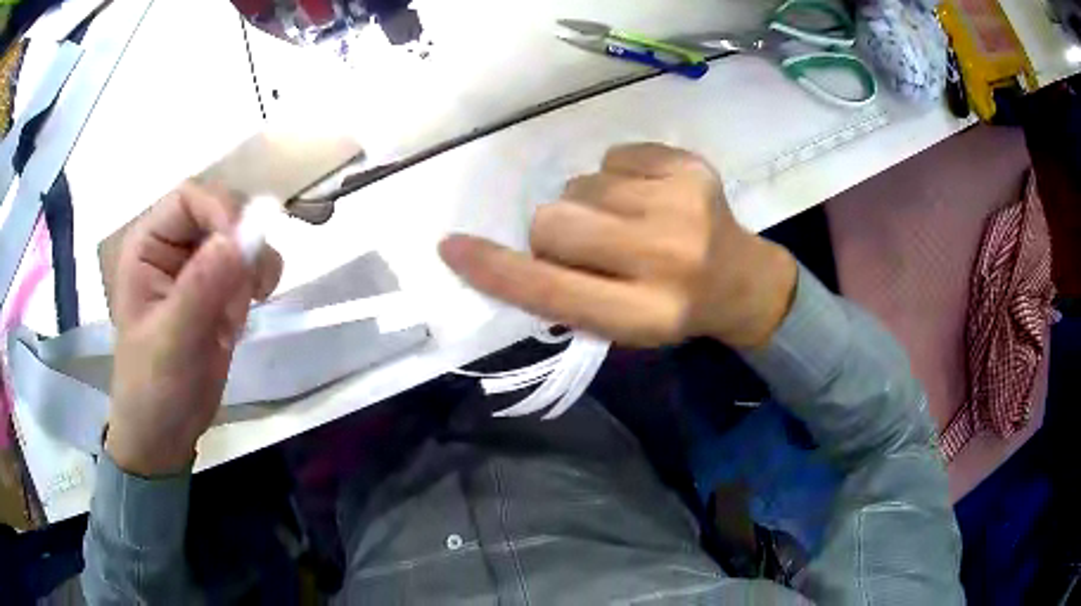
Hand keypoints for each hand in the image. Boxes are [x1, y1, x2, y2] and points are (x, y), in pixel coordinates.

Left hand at [106, 182, 281, 475]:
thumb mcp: (172, 340)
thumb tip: (241, 238)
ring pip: (243, 235)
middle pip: (223, 210)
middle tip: (251, 288)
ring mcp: (198, 266)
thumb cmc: (152, 387)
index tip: (243, 251)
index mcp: (148, 245)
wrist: (165, 432)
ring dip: (255, 264)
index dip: (221, 210)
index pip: (191, 198)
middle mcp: (173, 245)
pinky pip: (252, 263)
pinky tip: (248, 311)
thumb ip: (201, 288)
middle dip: (243, 244)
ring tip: (244, 308)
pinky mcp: (219, 289)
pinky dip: (261, 280)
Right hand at [439, 143, 796, 348]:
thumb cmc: (672, 307)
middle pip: (554, 222)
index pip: (550, 290)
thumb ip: (566, 294)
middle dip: (553, 232)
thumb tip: (510, 252)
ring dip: (590, 203)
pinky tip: (650, 196)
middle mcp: (666, 259)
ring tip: (630, 221)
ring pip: (580, 184)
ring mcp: (682, 205)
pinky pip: (612, 155)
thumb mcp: (620, 325)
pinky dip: (618, 176)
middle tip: (588, 243)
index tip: (452, 247)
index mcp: (645, 315)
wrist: (743, 279)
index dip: (494, 269)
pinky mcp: (691, 167)